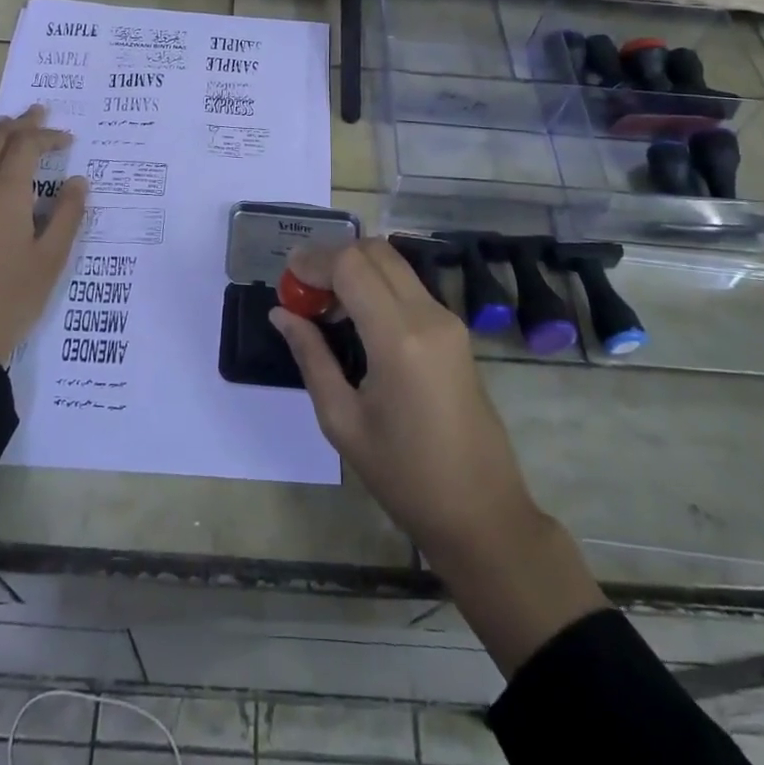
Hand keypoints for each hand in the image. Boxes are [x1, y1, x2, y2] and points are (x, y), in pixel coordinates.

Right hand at [269, 240, 538, 559]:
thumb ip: (311, 356)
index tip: (286, 279)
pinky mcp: (456, 331)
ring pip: (394, 263)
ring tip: (324, 306)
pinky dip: (376, 284)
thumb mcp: (342, 421)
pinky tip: (355, 318)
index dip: (314, 261)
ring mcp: (448, 320)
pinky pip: (409, 285)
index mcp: (400, 339)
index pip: (351, 265)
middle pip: (375, 251)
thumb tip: (282, 313)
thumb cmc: (405, 477)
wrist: (482, 513)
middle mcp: (429, 315)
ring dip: (355, 268)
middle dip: (333, 257)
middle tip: (302, 289)